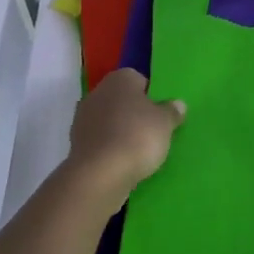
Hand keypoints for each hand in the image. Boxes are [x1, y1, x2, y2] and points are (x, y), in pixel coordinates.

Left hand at [66, 69, 185, 198]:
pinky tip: (124, 161)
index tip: (162, 113)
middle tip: (154, 131)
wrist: (99, 174)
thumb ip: (172, 111)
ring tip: (141, 150)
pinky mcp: (77, 144)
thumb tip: (176, 104)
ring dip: (122, 131)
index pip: (139, 80)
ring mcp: (83, 119)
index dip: (152, 96)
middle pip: (123, 100)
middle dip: (136, 113)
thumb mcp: (165, 122)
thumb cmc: (137, 137)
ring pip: (110, 121)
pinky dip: (111, 147)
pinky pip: (101, 140)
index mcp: (119, 79)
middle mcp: (97, 93)